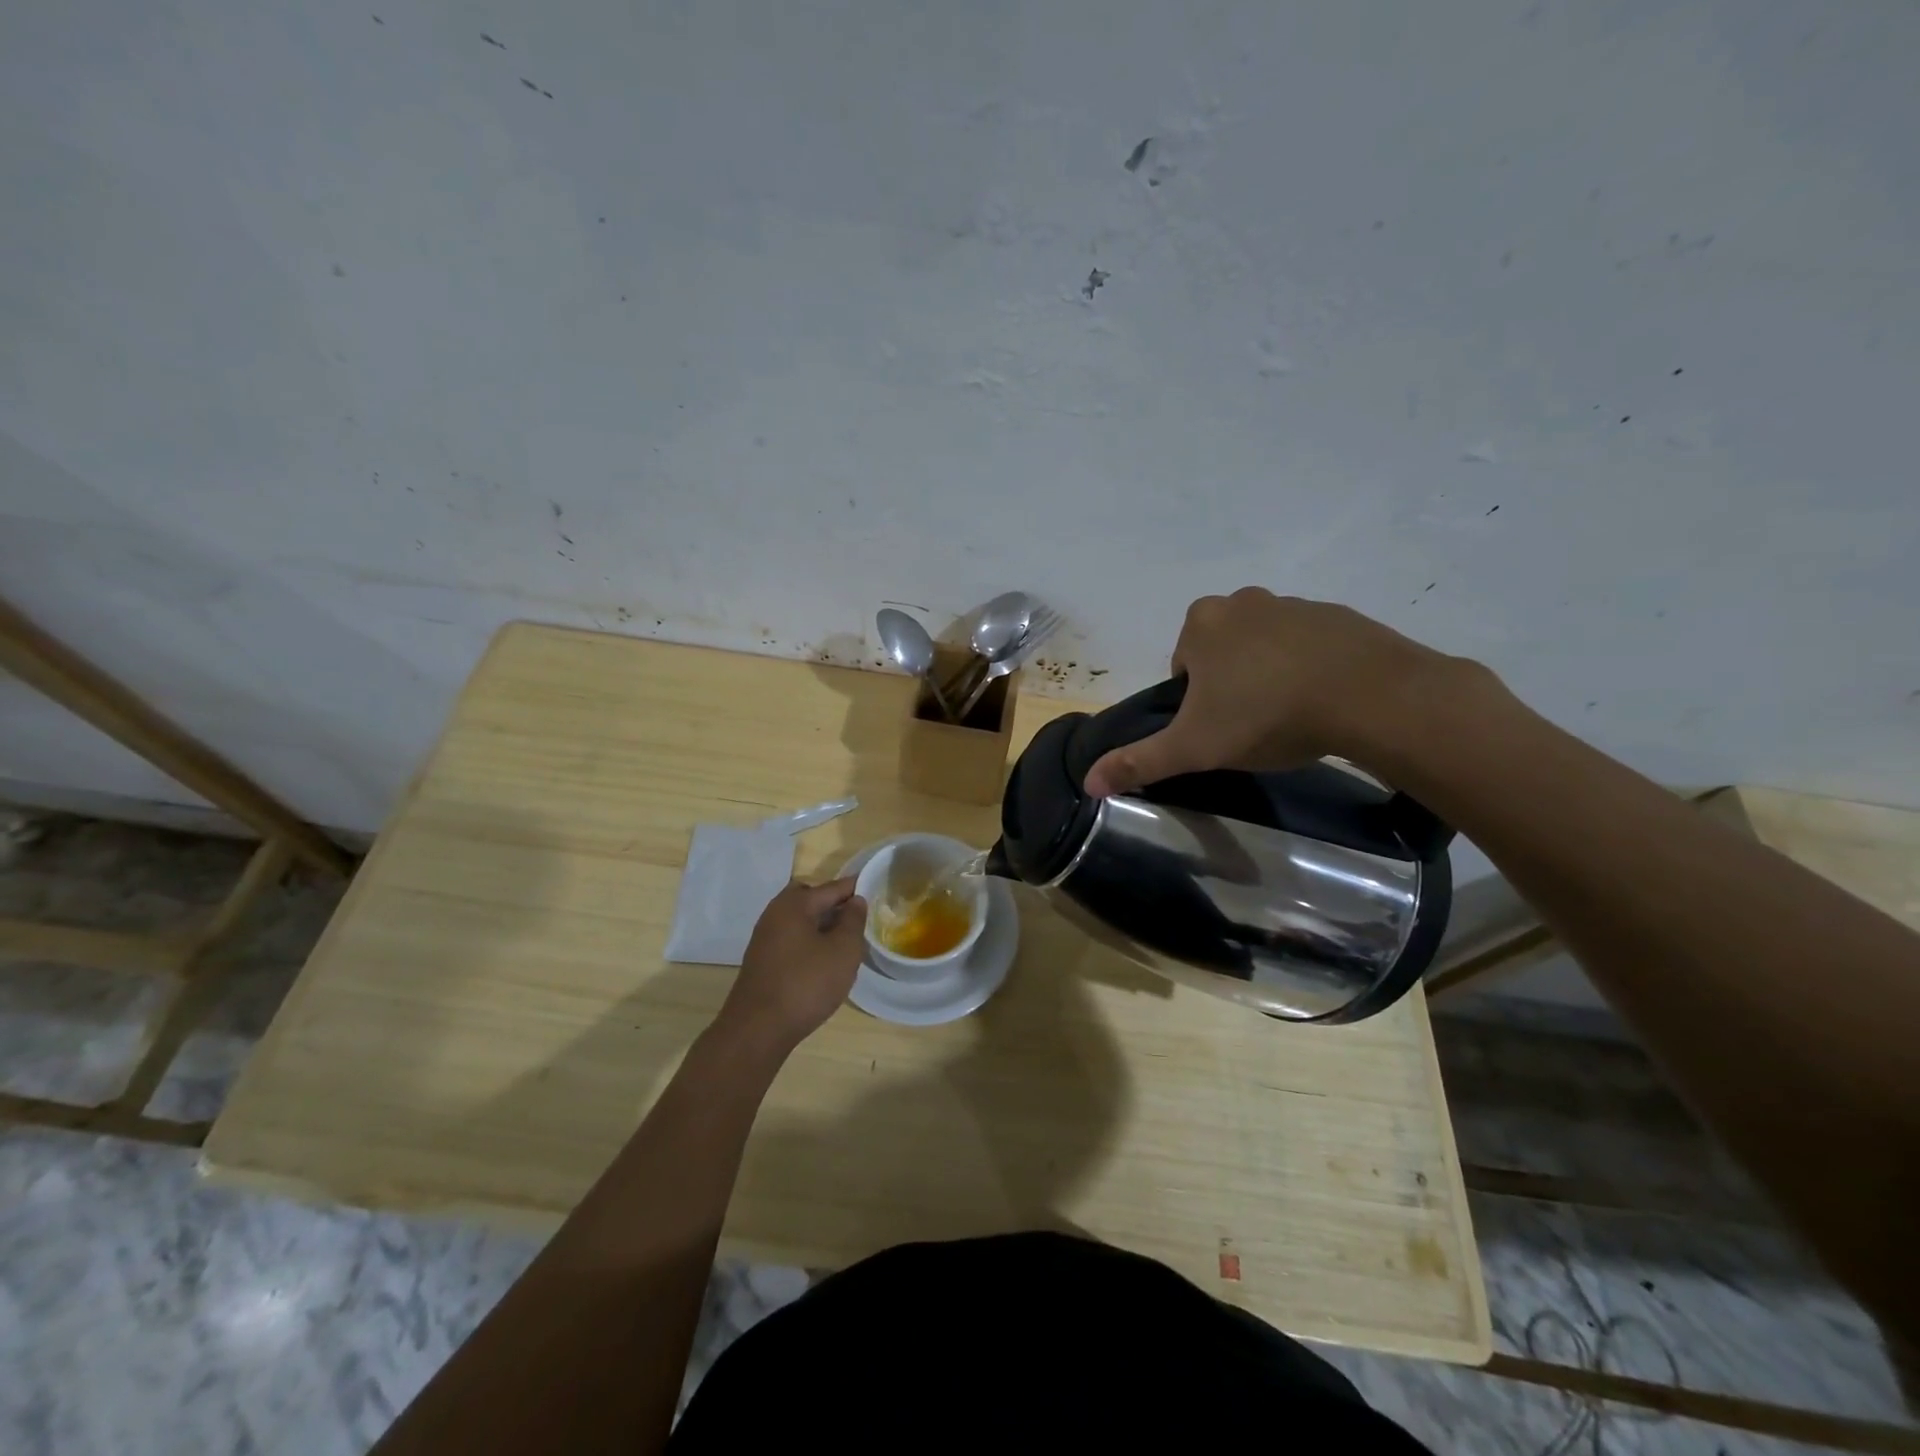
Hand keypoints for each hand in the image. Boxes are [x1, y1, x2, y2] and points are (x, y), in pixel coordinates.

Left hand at [718, 877, 866, 1050]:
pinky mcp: (762, 961)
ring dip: (822, 926)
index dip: (855, 888)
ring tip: (846, 943)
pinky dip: (810, 943)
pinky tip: (824, 963)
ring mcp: (765, 938)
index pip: (831, 887)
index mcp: (794, 904)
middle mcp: (775, 914)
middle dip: (834, 905)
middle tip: (858, 919)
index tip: (877, 889)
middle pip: (811, 899)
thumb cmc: (806, 984)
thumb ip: (853, 921)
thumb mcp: (843, 950)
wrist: (757, 1030)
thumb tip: (856, 901)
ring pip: (801, 921)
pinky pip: (792, 940)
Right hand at [1084, 589, 1460, 796]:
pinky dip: (1309, 668)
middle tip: (1252, 723)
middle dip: (1230, 683)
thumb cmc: (1267, 715)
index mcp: (1203, 623)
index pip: (1183, 665)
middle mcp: (1243, 601)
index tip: (1219, 726)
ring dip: (1269, 674)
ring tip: (1290, 716)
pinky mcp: (1339, 615)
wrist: (1369, 696)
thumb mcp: (1194, 747)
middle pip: (1222, 651)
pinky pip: (1309, 645)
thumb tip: (1087, 783)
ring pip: (1265, 645)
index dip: (1196, 700)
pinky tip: (1324, 701)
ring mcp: (1294, 603)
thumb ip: (1140, 761)